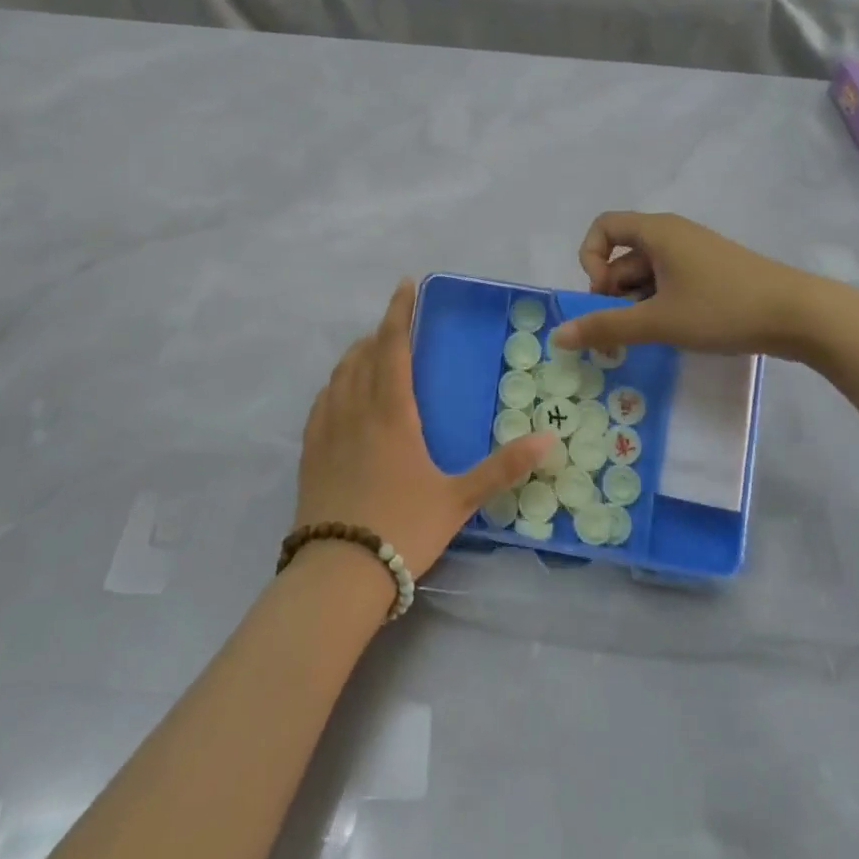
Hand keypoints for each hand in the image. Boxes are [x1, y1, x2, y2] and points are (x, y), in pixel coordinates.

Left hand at [297, 280, 554, 577]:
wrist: (339, 573)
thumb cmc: (404, 527)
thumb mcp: (458, 498)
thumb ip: (502, 467)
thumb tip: (548, 440)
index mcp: (391, 411)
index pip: (393, 345)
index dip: (399, 311)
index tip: (405, 284)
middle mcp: (355, 409)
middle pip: (363, 354)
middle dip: (380, 333)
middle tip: (398, 328)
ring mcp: (327, 429)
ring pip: (339, 375)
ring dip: (356, 355)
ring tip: (371, 353)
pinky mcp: (309, 452)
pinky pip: (321, 402)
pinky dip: (335, 385)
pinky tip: (340, 395)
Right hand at [550, 212, 848, 361]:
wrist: (801, 315)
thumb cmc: (723, 308)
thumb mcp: (659, 321)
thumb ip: (607, 327)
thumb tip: (558, 335)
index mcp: (657, 231)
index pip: (603, 226)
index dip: (590, 257)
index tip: (602, 293)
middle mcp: (673, 234)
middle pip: (624, 254)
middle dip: (614, 290)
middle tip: (625, 327)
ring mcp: (695, 253)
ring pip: (648, 272)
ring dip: (638, 302)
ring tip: (653, 335)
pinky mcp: (713, 272)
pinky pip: (671, 281)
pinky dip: (662, 303)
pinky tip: (675, 331)